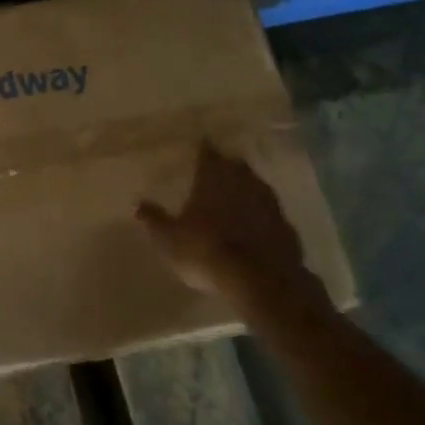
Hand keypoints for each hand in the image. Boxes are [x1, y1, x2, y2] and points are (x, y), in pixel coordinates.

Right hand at [137, 143, 330, 318]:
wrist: (259, 280)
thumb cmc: (204, 251)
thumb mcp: (168, 238)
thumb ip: (154, 219)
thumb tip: (138, 204)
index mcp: (213, 179)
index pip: (208, 154)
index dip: (204, 149)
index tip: (202, 144)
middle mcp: (243, 182)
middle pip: (236, 166)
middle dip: (228, 166)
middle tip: (219, 168)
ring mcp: (269, 203)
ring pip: (256, 186)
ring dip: (247, 188)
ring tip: (237, 194)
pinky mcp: (286, 226)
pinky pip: (270, 212)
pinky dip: (261, 214)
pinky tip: (255, 224)